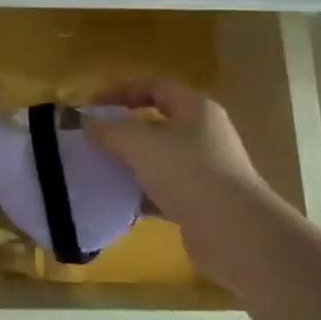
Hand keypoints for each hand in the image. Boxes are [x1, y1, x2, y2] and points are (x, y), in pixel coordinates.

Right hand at [85, 79, 273, 279]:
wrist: (233, 232)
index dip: (121, 91)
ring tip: (100, 170)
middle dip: (124, 130)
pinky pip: (164, 190)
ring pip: (160, 159)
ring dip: (131, 163)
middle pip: (157, 123)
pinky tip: (119, 201)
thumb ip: (108, 129)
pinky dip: (142, 194)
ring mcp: (207, 170)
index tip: (92, 106)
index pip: (155, 87)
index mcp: (196, 109)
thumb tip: (86, 121)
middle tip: (93, 139)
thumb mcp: (138, 143)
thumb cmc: (186, 172)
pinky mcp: (203, 202)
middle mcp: (205, 135)